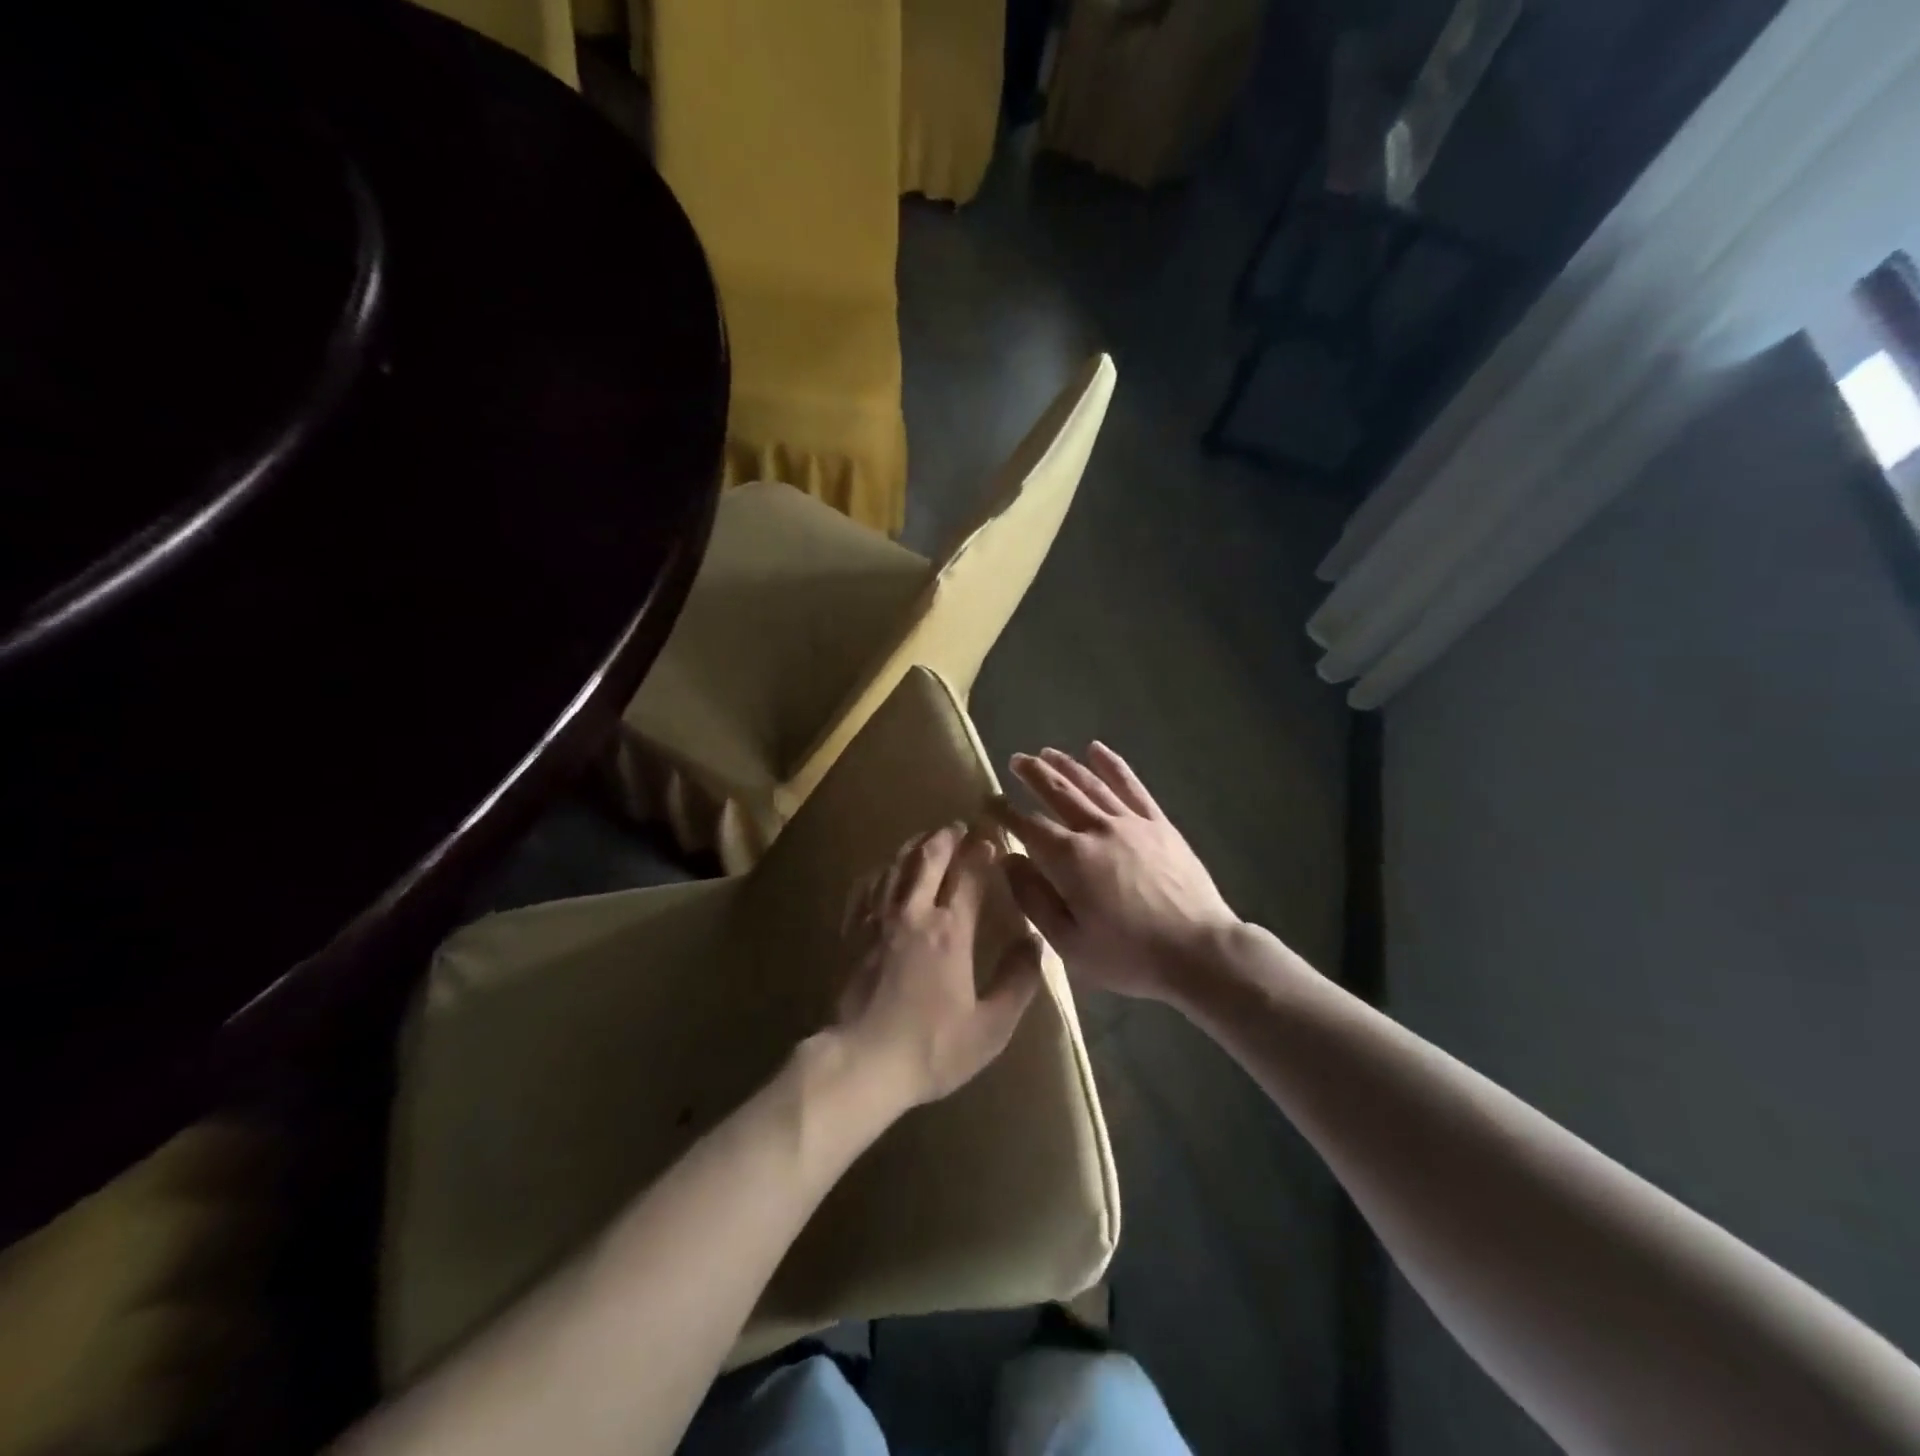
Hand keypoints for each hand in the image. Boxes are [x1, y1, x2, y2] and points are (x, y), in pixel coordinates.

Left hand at [836, 824, 1042, 1106]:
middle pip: (928, 859)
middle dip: (945, 838)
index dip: (981, 853)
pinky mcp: (852, 933)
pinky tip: (883, 871)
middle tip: (957, 826)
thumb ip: (1018, 981)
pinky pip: (865, 888)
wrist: (861, 1063)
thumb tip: (1035, 942)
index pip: (969, 876)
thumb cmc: (931, 1048)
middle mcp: (912, 913)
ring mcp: (876, 920)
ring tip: (925, 838)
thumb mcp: (991, 1027)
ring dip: (913, 847)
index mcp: (950, 931)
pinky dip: (879, 871)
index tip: (991, 839)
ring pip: (895, 867)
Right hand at [990, 744, 1239, 1001]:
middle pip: (1058, 793)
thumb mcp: (1069, 943)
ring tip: (1047, 753)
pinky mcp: (1159, 824)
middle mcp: (1097, 829)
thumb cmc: (1129, 956)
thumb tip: (1009, 860)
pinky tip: (1097, 750)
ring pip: (1091, 784)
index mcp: (1070, 859)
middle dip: (1033, 774)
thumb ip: (1034, 899)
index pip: (1029, 826)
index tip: (990, 800)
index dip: (1006, 812)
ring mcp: (1131, 823)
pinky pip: (1132, 787)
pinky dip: (1112, 766)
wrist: (1199, 951)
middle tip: (1016, 760)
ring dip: (1066, 765)